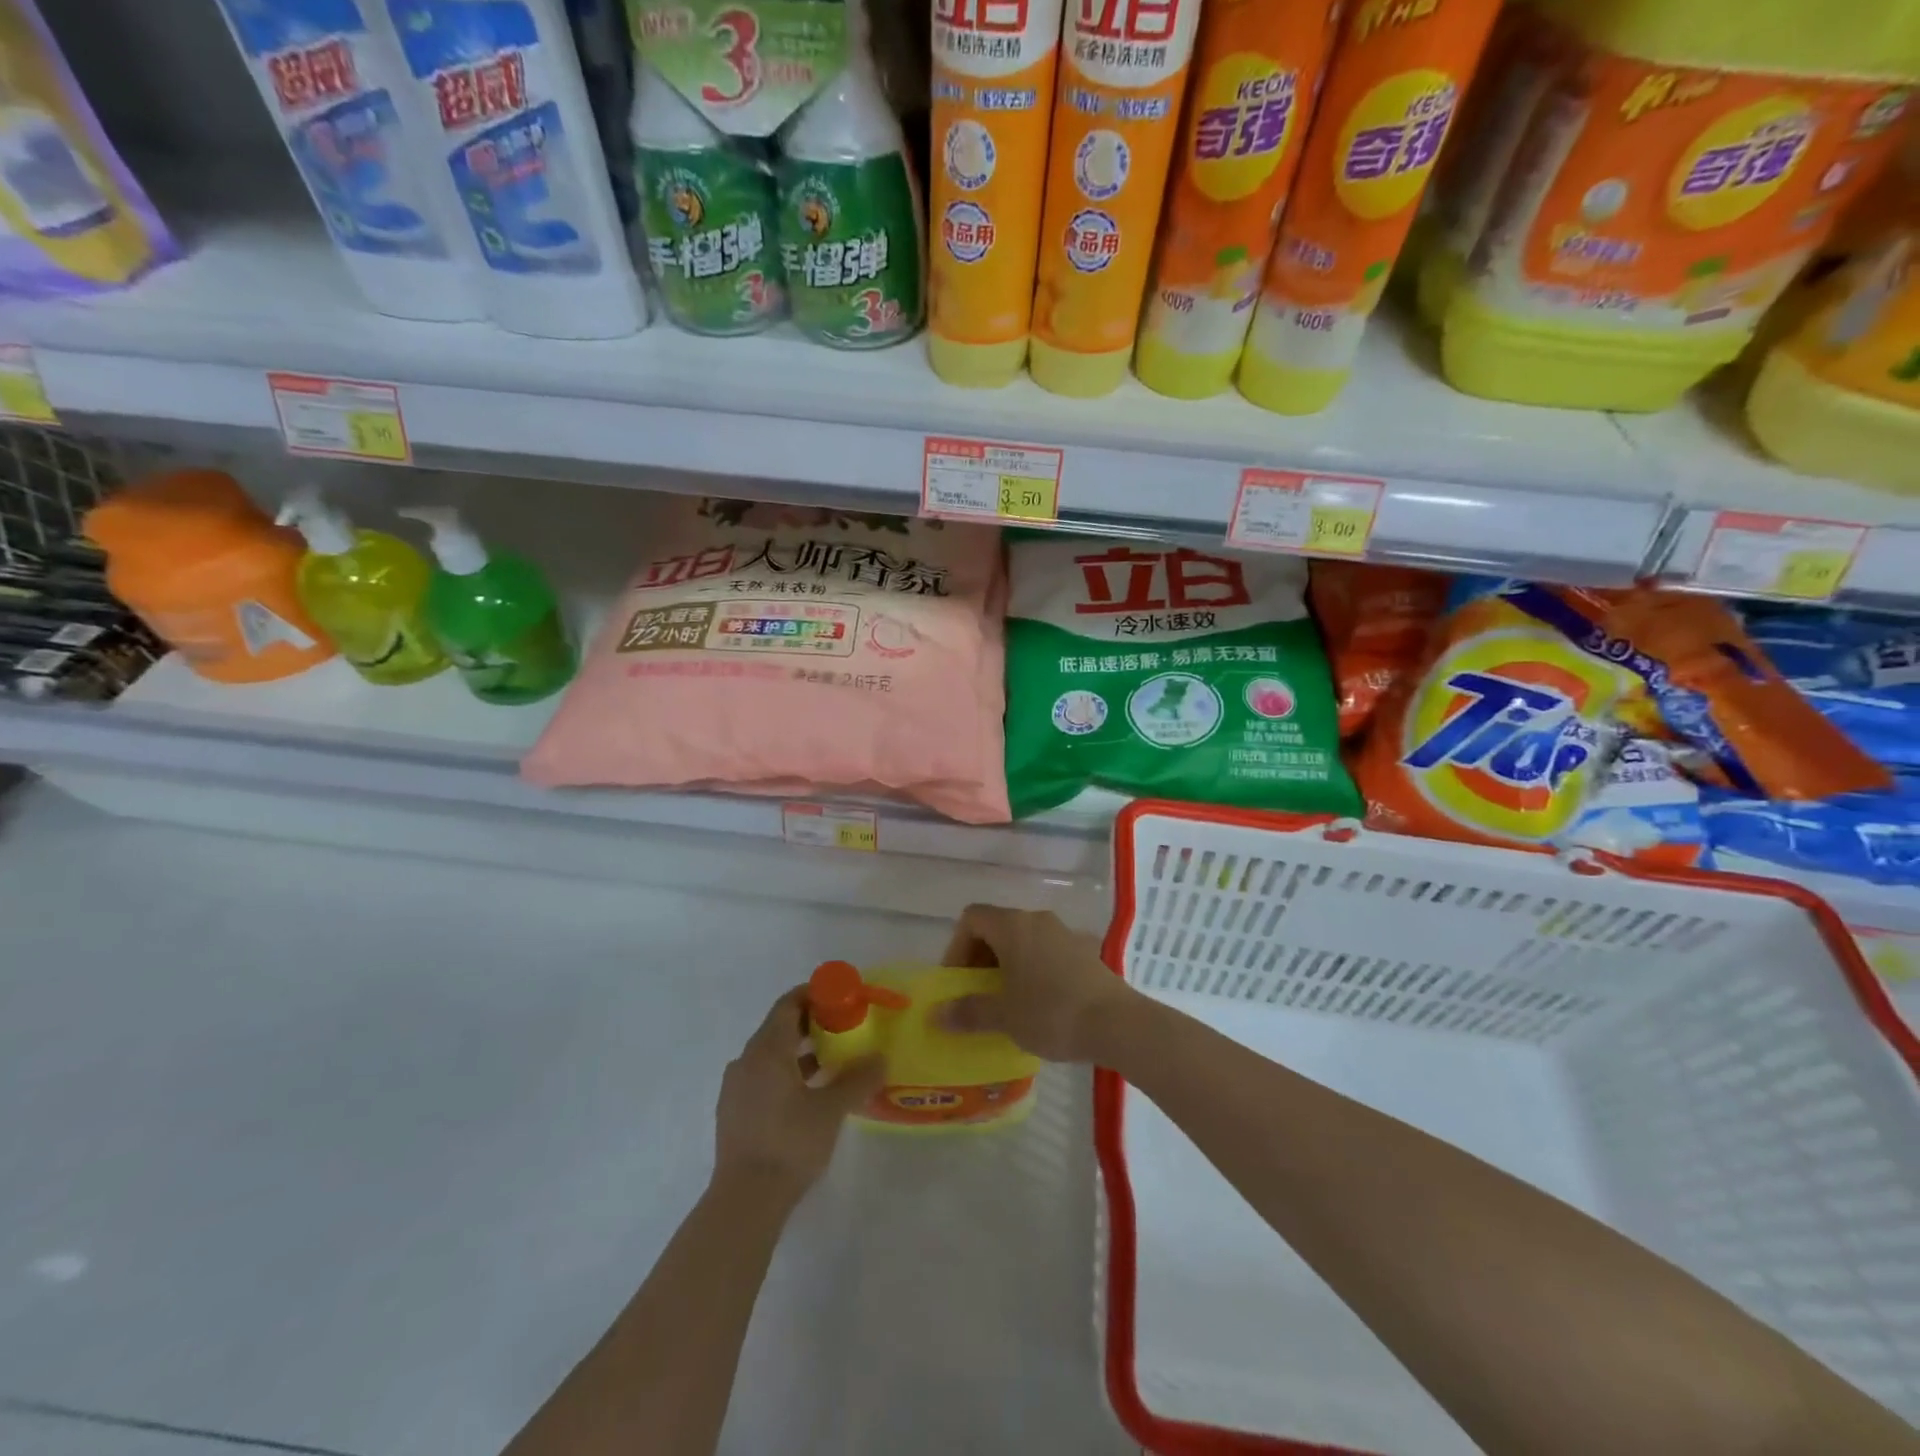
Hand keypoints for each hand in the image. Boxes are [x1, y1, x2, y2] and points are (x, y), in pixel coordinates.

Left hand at [713, 988, 884, 1205]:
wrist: (745, 1200)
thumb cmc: (790, 1144)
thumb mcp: (831, 1109)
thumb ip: (858, 1079)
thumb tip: (881, 1058)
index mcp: (767, 1050)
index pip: (788, 1004)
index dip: (814, 994)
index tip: (840, 997)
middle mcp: (746, 1060)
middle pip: (779, 1027)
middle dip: (811, 1023)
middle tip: (843, 1028)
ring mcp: (736, 1087)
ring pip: (770, 1054)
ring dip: (799, 1050)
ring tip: (830, 1061)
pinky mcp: (733, 1111)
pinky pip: (762, 1076)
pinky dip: (786, 1072)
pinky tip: (807, 1093)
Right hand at [938, 905, 1140, 1063]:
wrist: (1117, 1023)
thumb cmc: (1051, 1013)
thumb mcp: (1004, 1016)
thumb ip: (969, 1011)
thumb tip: (938, 1014)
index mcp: (1013, 925)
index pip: (972, 918)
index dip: (957, 946)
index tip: (957, 980)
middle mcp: (1037, 919)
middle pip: (998, 926)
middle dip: (981, 957)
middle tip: (977, 993)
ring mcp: (1065, 933)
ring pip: (1024, 940)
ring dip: (1008, 964)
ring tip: (1006, 1001)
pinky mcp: (1086, 951)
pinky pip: (1048, 952)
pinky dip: (1034, 969)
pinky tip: (1039, 1002)